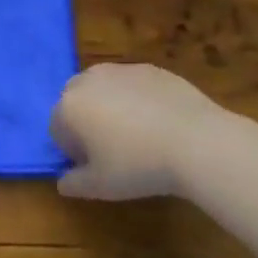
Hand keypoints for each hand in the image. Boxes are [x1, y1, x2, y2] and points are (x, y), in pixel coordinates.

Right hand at [50, 62, 230, 200]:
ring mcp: (120, 71)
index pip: (58, 128)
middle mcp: (87, 81)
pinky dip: (139, 99)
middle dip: (87, 121)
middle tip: (113, 147)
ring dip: (111, 106)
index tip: (96, 165)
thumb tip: (63, 183)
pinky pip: (134, 85)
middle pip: (76, 101)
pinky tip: (161, 122)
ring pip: (104, 89)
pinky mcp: (151, 70)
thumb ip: (74, 184)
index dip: (74, 150)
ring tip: (139, 134)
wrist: (199, 143)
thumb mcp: (101, 187)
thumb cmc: (139, 166)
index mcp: (68, 107)